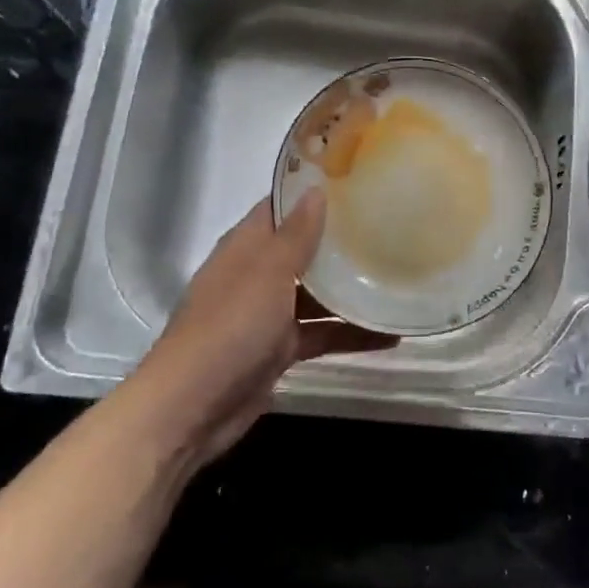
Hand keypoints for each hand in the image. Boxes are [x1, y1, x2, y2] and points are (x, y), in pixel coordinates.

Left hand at [127, 191, 394, 467]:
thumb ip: (297, 234)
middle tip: (390, 224)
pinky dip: (350, 334)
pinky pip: (320, 334)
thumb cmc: (230, 325)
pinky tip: (390, 333)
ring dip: (350, 289)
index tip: (356, 180)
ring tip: (397, 276)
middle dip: (340, 240)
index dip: (311, 192)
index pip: (281, 207)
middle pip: (303, 249)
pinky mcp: (278, 350)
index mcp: (247, 246)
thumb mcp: (268, 271)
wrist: (191, 407)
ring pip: (316, 294)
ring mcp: (267, 314)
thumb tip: (315, 189)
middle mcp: (257, 274)